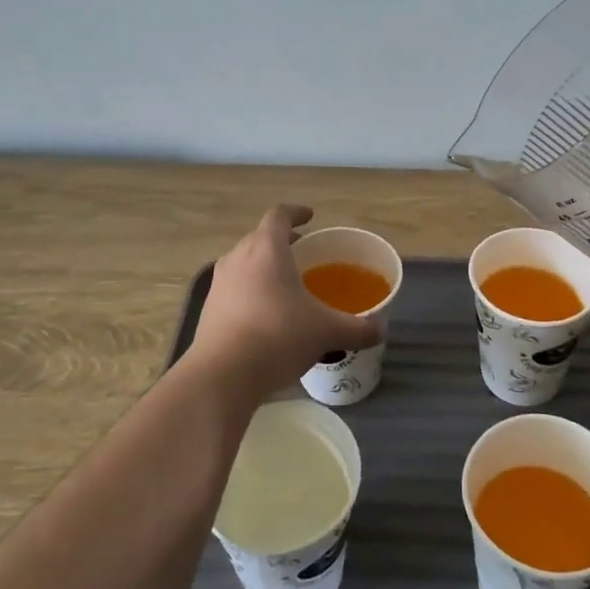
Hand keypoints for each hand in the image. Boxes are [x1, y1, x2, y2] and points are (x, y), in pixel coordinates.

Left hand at [186, 205, 381, 404]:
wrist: (221, 376)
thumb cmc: (278, 337)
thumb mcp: (325, 332)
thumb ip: (356, 329)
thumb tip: (380, 330)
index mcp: (267, 249)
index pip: (279, 215)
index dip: (296, 213)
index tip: (310, 217)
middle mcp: (239, 257)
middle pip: (260, 238)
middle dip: (282, 242)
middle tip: (303, 254)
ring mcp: (219, 283)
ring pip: (244, 262)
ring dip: (264, 267)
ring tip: (285, 284)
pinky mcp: (208, 309)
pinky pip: (234, 288)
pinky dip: (250, 291)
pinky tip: (266, 315)